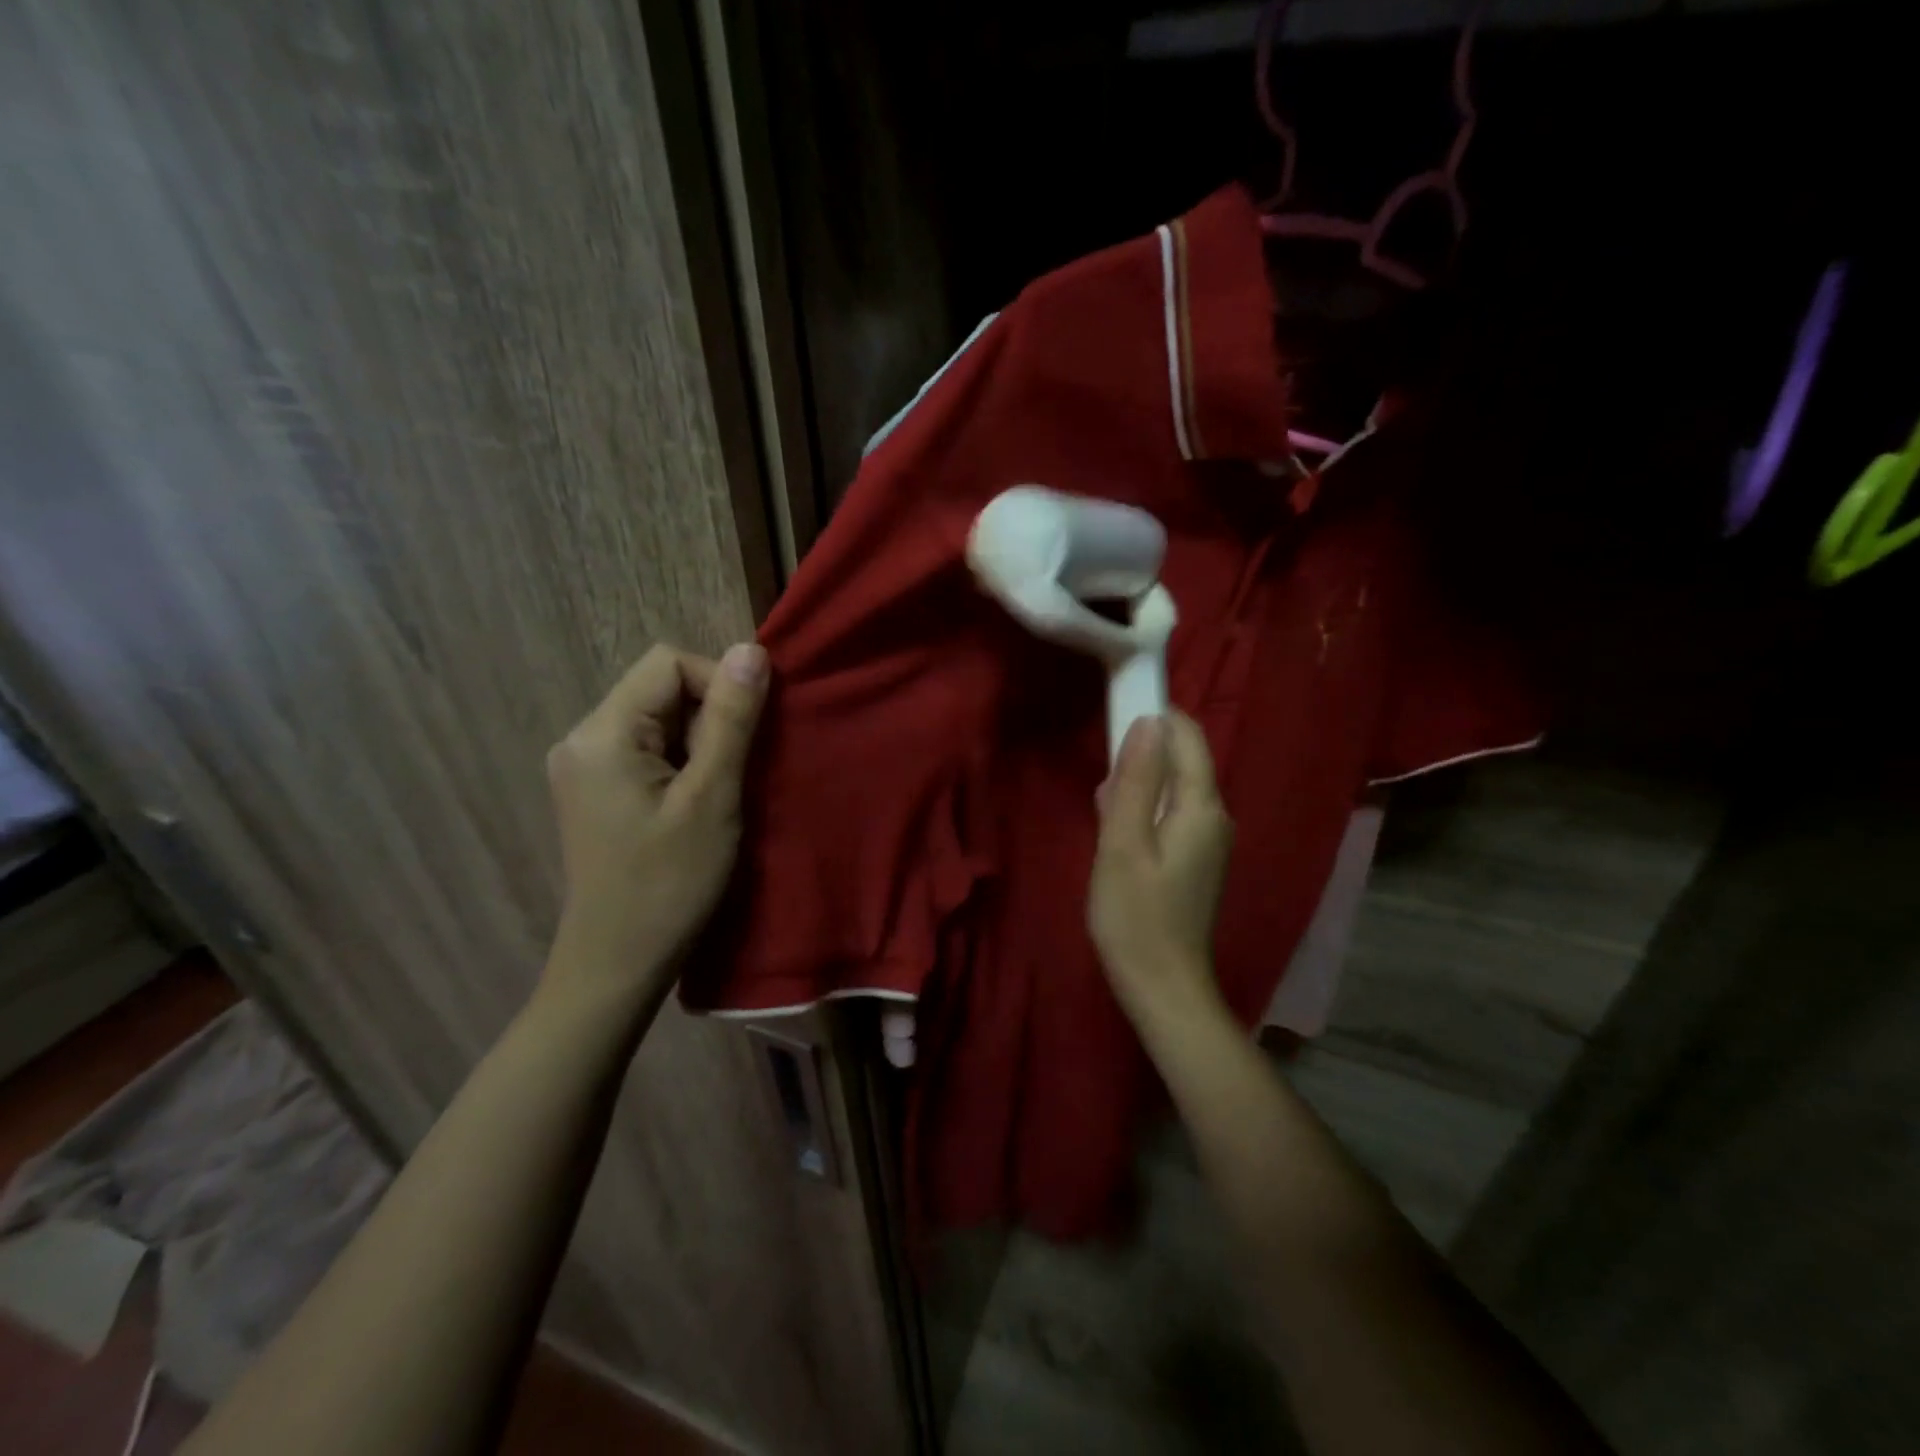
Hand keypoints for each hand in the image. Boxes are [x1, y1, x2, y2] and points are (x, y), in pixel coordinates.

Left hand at [544, 642, 769, 998]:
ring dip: (700, 743)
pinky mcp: (595, 791)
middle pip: (660, 689)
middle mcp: (581, 738)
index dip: (718, 684)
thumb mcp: (712, 797)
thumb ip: (732, 720)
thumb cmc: (670, 884)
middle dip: (710, 718)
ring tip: (716, 794)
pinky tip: (695, 804)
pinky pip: (647, 750)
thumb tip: (752, 650)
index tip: (747, 737)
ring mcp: (584, 766)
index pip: (668, 663)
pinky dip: (682, 763)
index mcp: (601, 733)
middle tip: (731, 775)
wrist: (617, 965)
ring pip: (658, 720)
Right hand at [1089, 712, 1233, 1021]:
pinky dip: (1144, 813)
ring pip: (1173, 789)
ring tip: (1105, 818)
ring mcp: (1210, 841)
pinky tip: (1118, 840)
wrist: (1163, 987)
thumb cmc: (1136, 916)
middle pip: (1181, 761)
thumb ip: (1137, 781)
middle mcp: (1216, 816)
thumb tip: (1149, 722)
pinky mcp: (1197, 860)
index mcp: (1202, 806)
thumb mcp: (1124, 844)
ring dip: (1138, 788)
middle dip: (1140, 758)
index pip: (1187, 736)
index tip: (1114, 720)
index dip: (1155, 717)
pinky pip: (1172, 815)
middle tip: (1102, 793)